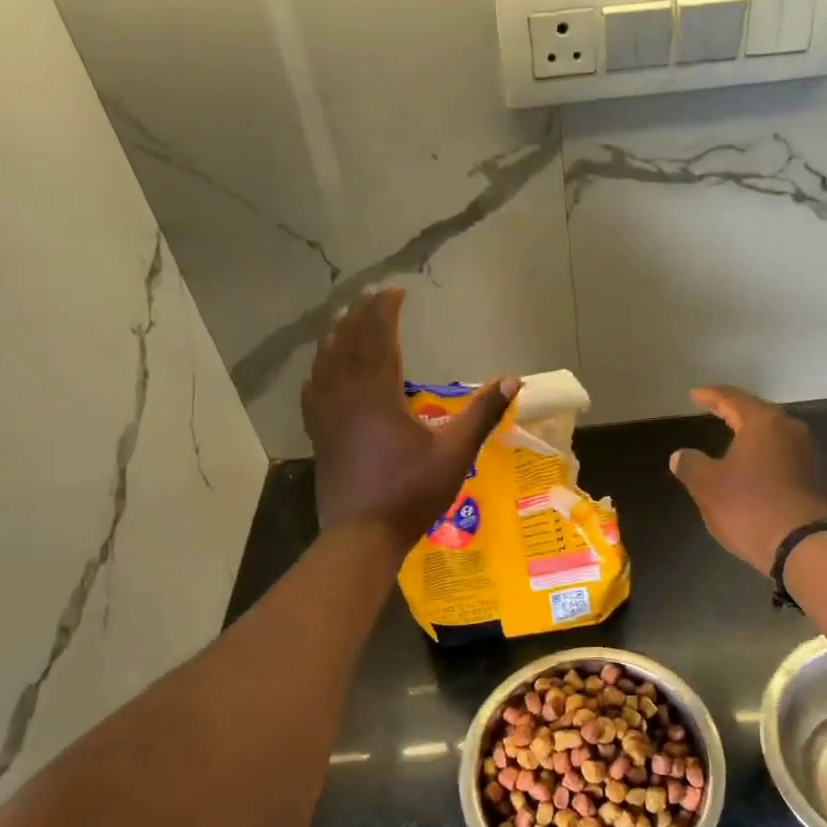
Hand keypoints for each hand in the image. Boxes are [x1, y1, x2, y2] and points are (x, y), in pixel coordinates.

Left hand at [302, 288, 518, 551]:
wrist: (361, 535)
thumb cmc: (410, 493)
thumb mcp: (454, 454)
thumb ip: (481, 414)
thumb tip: (513, 380)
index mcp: (378, 394)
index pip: (379, 338)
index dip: (385, 311)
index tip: (394, 291)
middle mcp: (346, 395)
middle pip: (348, 343)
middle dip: (360, 315)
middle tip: (370, 295)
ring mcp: (326, 415)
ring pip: (326, 362)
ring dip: (336, 335)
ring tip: (344, 317)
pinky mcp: (319, 434)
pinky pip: (313, 390)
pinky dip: (319, 370)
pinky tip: (320, 369)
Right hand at [670, 386, 826, 572]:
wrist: (803, 547)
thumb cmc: (750, 507)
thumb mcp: (708, 486)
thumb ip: (691, 464)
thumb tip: (680, 455)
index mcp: (763, 423)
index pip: (732, 398)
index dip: (710, 395)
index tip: (694, 395)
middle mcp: (789, 430)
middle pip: (757, 413)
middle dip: (733, 411)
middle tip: (712, 410)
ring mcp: (806, 453)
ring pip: (772, 434)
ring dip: (750, 433)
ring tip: (730, 436)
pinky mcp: (814, 477)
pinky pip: (782, 454)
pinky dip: (763, 453)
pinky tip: (752, 465)